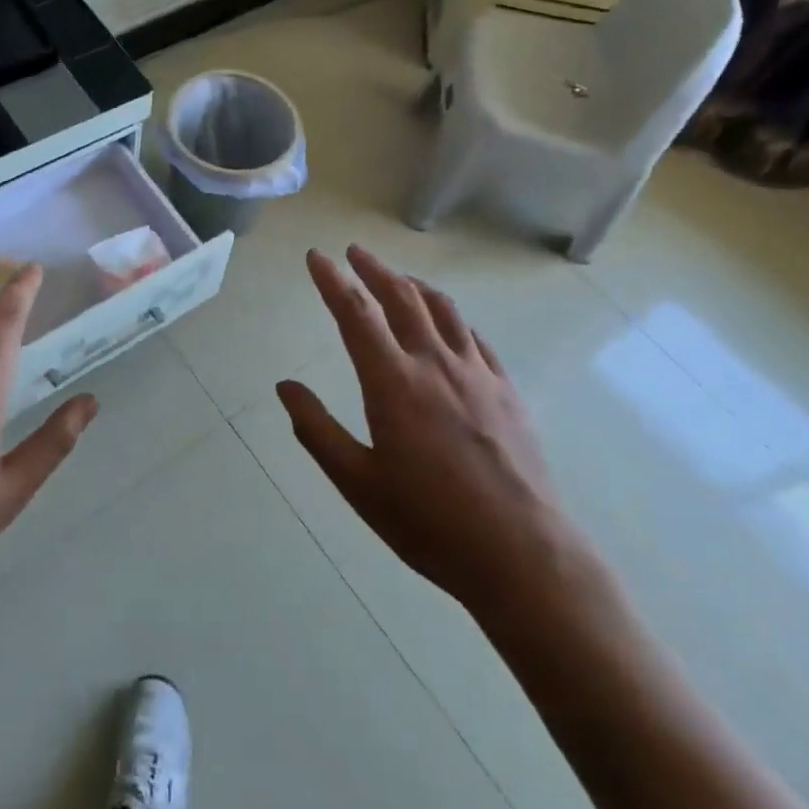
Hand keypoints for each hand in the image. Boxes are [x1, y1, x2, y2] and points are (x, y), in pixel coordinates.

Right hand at [276, 245, 578, 612]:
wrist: (523, 555)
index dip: (332, 281)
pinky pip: (475, 337)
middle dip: (374, 269)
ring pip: (442, 309)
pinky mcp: (507, 390)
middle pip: (401, 297)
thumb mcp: (358, 484)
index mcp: (393, 383)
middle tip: (354, 253)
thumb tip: (285, 387)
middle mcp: (435, 364)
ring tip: (397, 278)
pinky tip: (448, 324)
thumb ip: (317, 430)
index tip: (317, 257)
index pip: (356, 314)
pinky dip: (452, 318)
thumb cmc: (430, 523)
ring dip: (413, 285)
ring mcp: (477, 374)